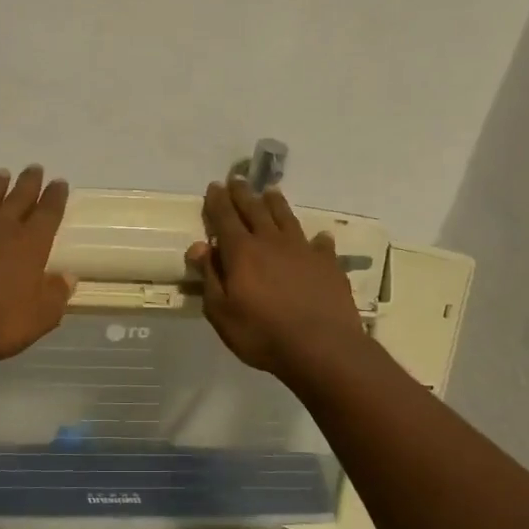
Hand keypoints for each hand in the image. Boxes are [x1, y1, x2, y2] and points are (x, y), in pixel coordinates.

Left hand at [0, 166, 73, 366]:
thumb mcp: (40, 318)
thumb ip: (55, 295)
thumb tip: (68, 277)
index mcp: (29, 246)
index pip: (48, 215)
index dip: (55, 198)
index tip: (60, 183)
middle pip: (17, 200)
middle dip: (28, 184)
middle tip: (34, 168)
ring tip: (0, 174)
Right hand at [186, 179, 365, 380]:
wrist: (322, 347)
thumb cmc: (262, 334)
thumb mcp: (221, 312)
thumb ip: (210, 276)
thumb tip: (199, 246)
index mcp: (242, 252)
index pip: (225, 218)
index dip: (218, 201)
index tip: (214, 186)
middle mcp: (272, 242)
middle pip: (255, 211)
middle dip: (243, 194)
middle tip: (238, 180)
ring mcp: (304, 251)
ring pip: (287, 219)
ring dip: (276, 204)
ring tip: (271, 193)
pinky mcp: (328, 265)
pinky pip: (321, 245)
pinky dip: (317, 239)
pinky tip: (319, 237)